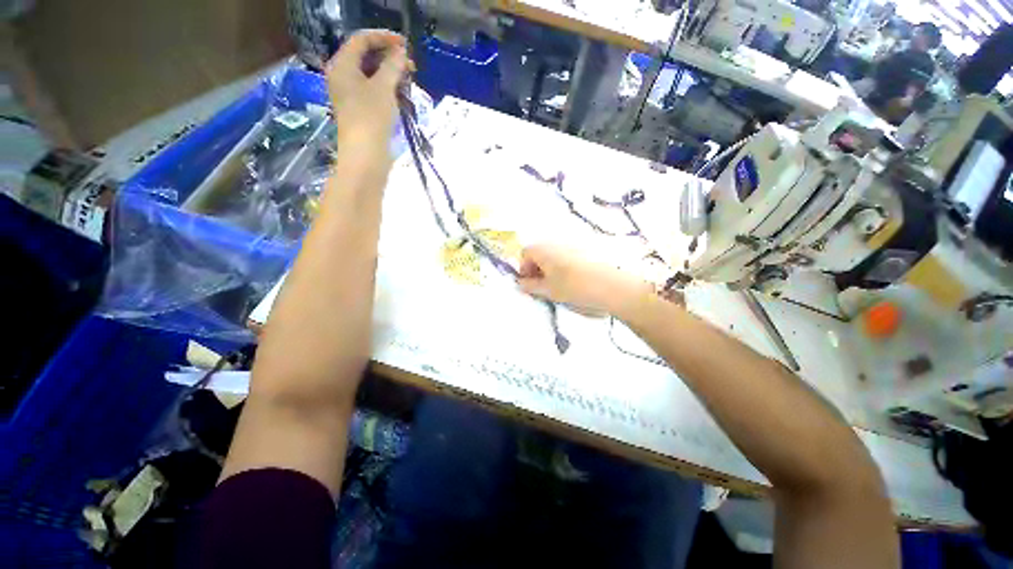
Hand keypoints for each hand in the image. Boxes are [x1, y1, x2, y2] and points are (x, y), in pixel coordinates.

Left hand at [325, 30, 409, 153]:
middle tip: (409, 65)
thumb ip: (393, 66)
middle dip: (388, 57)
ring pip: (371, 75)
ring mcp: (351, 94)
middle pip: (365, 56)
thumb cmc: (371, 117)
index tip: (405, 45)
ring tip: (408, 80)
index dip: (383, 37)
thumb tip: (401, 53)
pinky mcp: (360, 109)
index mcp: (342, 65)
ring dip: (390, 74)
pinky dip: (387, 88)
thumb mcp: (384, 87)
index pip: (361, 40)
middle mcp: (343, 76)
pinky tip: (401, 94)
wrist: (366, 154)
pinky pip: (373, 90)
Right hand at [516, 244, 653, 314]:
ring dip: (551, 268)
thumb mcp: (548, 290)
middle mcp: (556, 242)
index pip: (525, 253)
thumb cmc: (573, 287)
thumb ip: (531, 286)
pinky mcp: (586, 248)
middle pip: (540, 252)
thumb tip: (521, 284)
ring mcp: (572, 243)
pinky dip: (564, 265)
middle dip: (537, 268)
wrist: (611, 285)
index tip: (530, 284)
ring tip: (559, 285)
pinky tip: (573, 279)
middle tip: (543, 286)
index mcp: (543, 249)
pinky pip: (567, 255)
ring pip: (554, 254)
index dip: (524, 269)